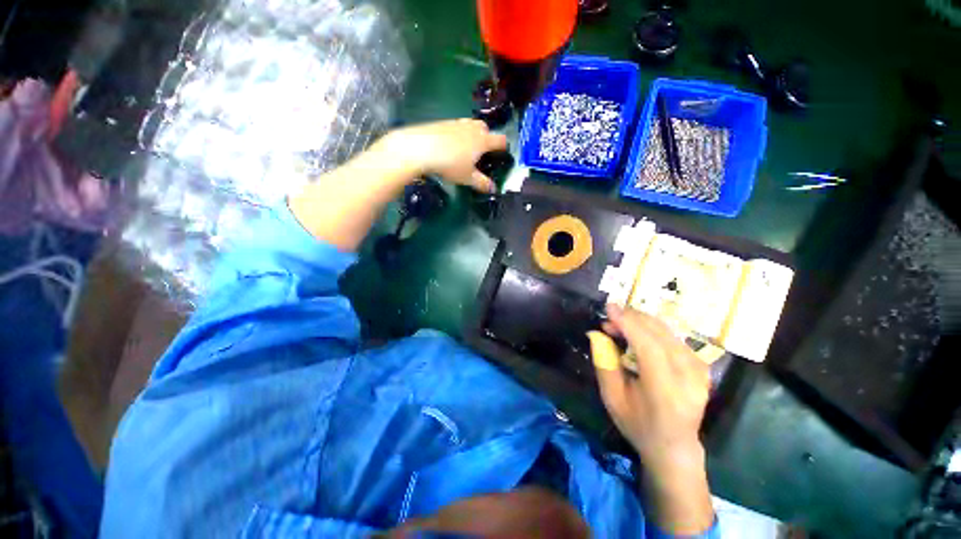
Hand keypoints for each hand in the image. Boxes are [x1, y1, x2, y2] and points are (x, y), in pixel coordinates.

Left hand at [377, 119, 508, 192]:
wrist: (421, 147)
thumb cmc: (450, 164)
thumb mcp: (468, 177)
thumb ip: (482, 183)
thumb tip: (493, 189)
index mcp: (483, 140)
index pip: (501, 140)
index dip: (504, 148)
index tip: (503, 155)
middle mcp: (473, 128)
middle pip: (486, 129)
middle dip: (487, 139)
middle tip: (482, 153)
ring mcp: (458, 123)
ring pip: (471, 126)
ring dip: (472, 135)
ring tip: (466, 150)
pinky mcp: (444, 122)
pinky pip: (457, 127)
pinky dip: (458, 135)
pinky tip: (450, 146)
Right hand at [587, 304, 713, 534]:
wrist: (675, 446)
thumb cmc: (638, 424)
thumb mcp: (612, 398)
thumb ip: (604, 364)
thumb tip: (596, 333)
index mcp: (666, 391)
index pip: (649, 345)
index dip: (628, 323)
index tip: (609, 308)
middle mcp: (689, 377)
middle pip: (659, 333)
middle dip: (631, 318)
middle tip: (609, 319)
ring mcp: (699, 369)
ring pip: (667, 331)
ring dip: (640, 321)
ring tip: (619, 325)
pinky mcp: (701, 365)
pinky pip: (673, 336)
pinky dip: (651, 328)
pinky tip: (637, 332)